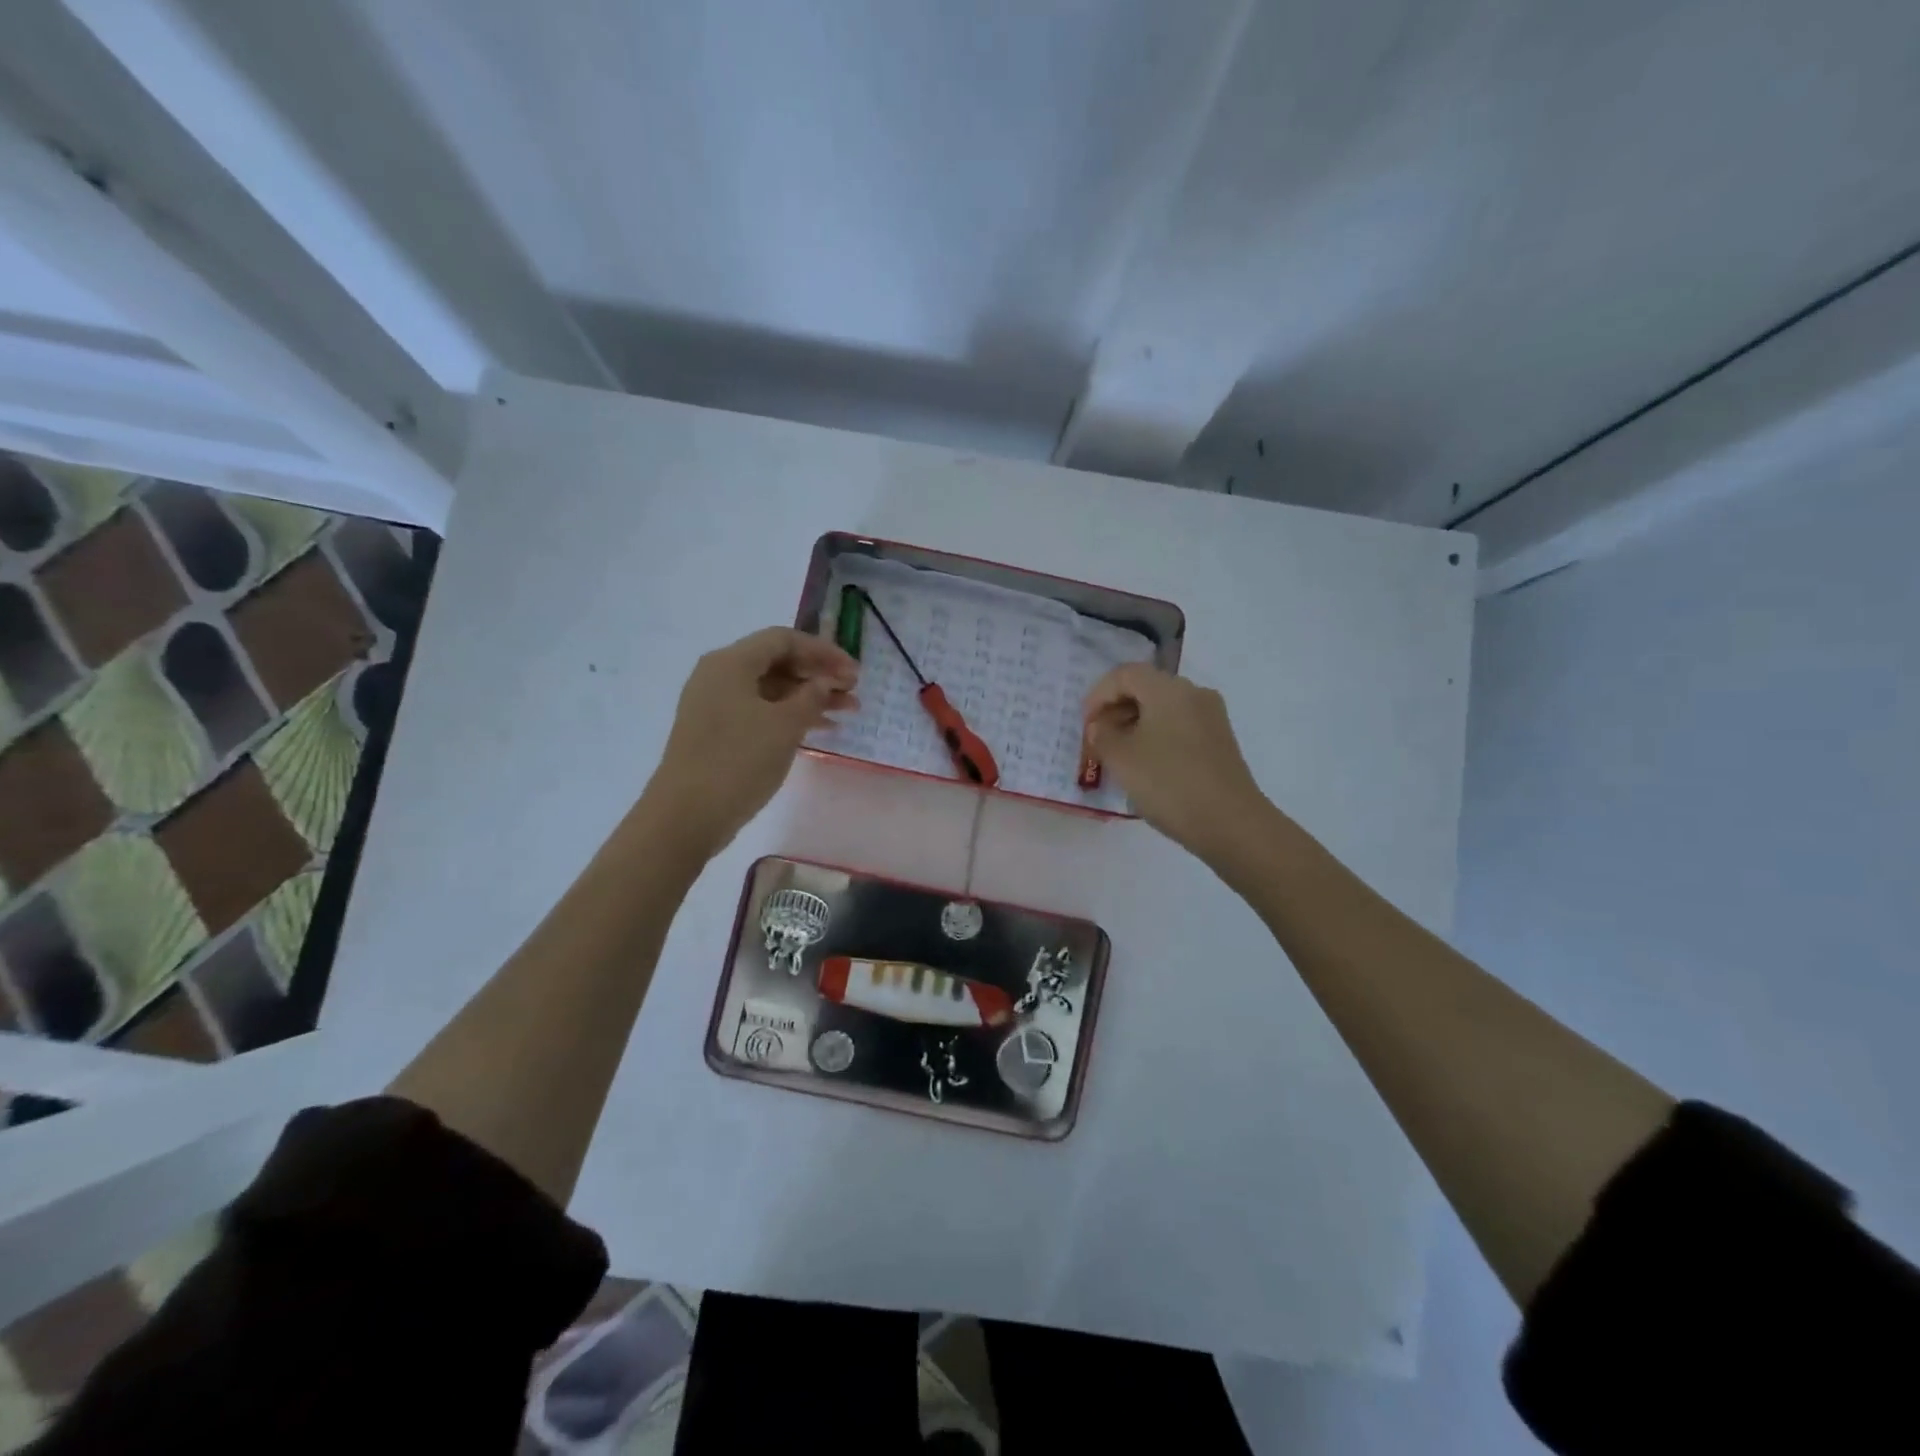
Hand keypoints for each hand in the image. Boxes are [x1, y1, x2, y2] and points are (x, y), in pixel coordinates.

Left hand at [643, 627, 858, 860]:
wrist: (686, 815)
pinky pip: (759, 710)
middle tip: (853, 693)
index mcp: (731, 662)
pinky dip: (789, 715)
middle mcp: (719, 675)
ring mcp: (714, 704)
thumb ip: (811, 696)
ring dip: (809, 697)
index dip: (824, 651)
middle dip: (818, 674)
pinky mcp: (715, 731)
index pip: (784, 639)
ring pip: (771, 688)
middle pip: (777, 662)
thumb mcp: (784, 725)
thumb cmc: (738, 761)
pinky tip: (818, 730)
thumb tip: (824, 681)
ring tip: (847, 712)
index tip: (854, 672)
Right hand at [1083, 664, 1270, 864]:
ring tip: (1118, 756)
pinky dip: (1157, 736)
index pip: (1124, 674)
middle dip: (1116, 710)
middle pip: (1145, 688)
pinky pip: (1180, 726)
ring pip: (1163, 708)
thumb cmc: (1169, 783)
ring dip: (1135, 724)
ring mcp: (1211, 717)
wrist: (1230, 823)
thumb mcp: (1121, 759)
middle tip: (1098, 741)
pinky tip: (1147, 766)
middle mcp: (1193, 693)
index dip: (1098, 695)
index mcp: (1168, 689)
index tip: (1085, 726)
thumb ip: (1102, 735)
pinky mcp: (1220, 741)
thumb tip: (1101, 726)